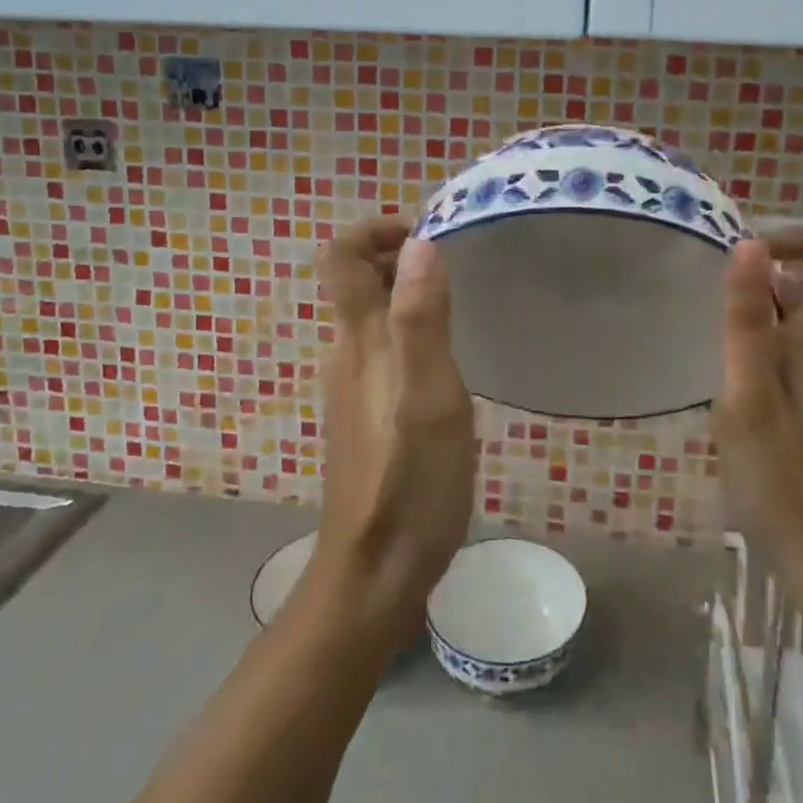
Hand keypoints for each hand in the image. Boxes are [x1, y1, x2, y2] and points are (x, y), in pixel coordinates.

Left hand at [307, 217, 473, 645]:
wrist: (376, 572)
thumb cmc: (410, 480)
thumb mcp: (429, 395)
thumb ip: (421, 318)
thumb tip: (418, 242)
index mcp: (360, 340)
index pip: (341, 258)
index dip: (373, 230)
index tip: (424, 233)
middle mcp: (347, 354)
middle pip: (356, 281)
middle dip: (398, 255)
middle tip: (456, 264)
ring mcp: (352, 387)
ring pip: (372, 316)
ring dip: (407, 292)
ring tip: (461, 305)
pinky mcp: (366, 415)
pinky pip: (382, 349)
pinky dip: (410, 330)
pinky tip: (447, 362)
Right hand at [717, 228, 802, 580]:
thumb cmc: (786, 479)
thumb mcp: (750, 394)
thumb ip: (746, 319)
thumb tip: (750, 243)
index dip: (800, 238)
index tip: (748, 248)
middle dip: (762, 277)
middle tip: (707, 297)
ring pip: (797, 328)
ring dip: (756, 317)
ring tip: (706, 341)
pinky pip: (790, 362)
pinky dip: (759, 354)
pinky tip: (726, 391)